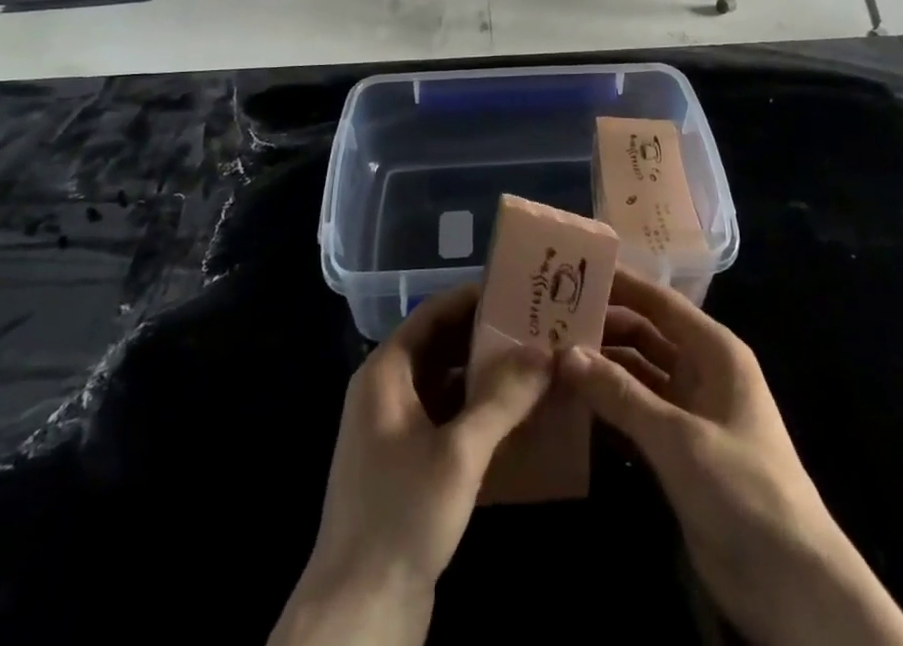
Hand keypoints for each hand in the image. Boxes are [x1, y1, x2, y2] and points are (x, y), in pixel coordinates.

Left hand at [270, 284, 552, 645]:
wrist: (358, 615)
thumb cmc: (402, 516)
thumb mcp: (459, 453)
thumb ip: (503, 397)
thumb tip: (545, 350)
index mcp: (385, 373)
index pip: (433, 313)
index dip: (473, 298)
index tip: (519, 290)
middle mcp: (387, 392)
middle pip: (442, 346)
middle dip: (487, 337)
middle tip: (538, 327)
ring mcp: (396, 431)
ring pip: (448, 384)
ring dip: (487, 376)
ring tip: (538, 365)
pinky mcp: (409, 466)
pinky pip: (448, 419)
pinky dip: (479, 412)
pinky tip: (519, 417)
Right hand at [560, 272, 902, 645]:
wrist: (792, 584)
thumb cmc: (742, 488)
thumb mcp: (678, 438)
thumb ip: (621, 395)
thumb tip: (566, 353)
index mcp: (715, 352)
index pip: (661, 303)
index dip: (622, 285)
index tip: (575, 272)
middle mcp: (702, 373)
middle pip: (646, 337)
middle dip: (604, 329)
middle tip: (549, 322)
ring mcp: (691, 413)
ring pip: (638, 376)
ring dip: (602, 369)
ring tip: (551, 358)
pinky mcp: (680, 452)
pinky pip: (638, 415)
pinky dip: (609, 407)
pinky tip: (571, 404)